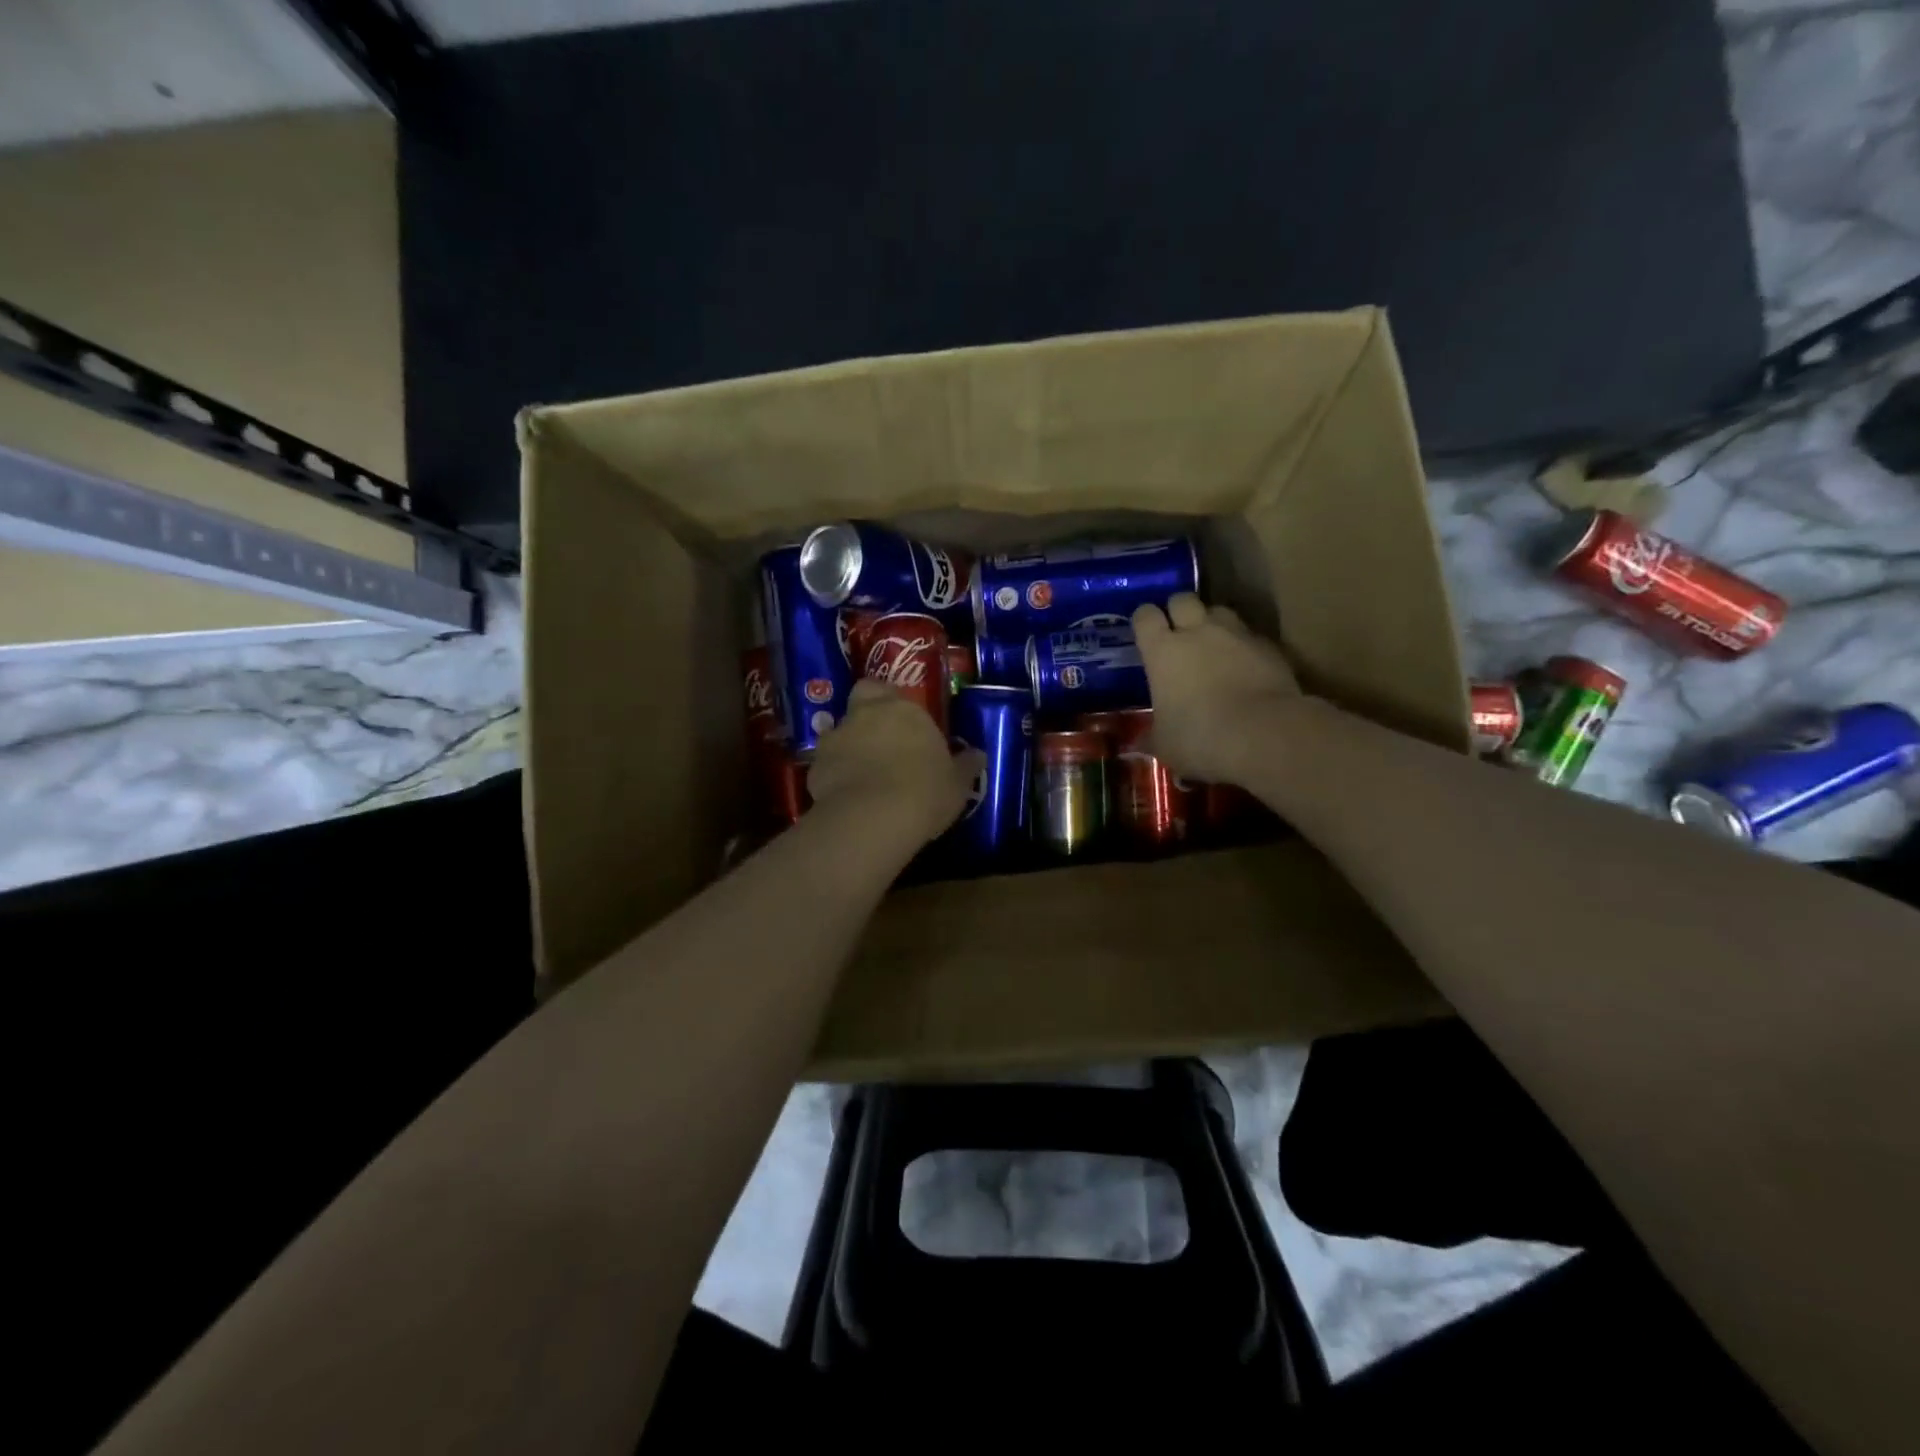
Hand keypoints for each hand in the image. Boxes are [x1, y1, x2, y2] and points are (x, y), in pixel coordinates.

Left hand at [807, 680, 983, 845]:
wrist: (873, 818)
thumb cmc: (925, 791)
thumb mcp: (958, 783)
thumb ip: (966, 765)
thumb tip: (978, 754)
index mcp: (903, 709)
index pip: (895, 693)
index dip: (899, 708)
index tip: (910, 728)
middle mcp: (866, 713)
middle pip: (863, 696)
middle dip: (869, 711)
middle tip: (882, 737)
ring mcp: (836, 738)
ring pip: (840, 730)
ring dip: (849, 744)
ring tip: (863, 772)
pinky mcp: (815, 766)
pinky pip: (827, 764)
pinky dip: (835, 774)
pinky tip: (847, 795)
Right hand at [1132, 593, 1302, 784]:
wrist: (1264, 733)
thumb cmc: (1199, 737)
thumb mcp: (1165, 745)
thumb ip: (1152, 736)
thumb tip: (1139, 742)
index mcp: (1162, 650)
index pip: (1145, 616)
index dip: (1144, 621)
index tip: (1144, 633)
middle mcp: (1197, 631)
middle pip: (1183, 599)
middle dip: (1178, 611)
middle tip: (1178, 632)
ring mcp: (1236, 634)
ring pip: (1220, 610)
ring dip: (1213, 623)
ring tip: (1213, 644)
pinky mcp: (1269, 646)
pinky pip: (1250, 635)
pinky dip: (1244, 646)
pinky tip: (1245, 667)